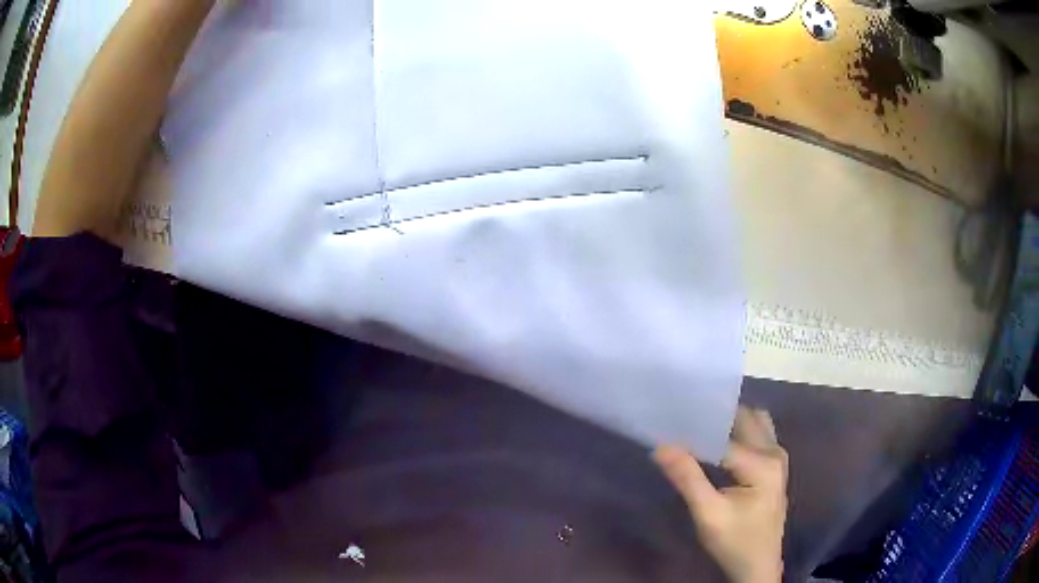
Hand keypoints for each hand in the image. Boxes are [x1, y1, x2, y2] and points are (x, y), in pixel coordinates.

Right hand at [654, 407, 787, 582]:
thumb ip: (688, 479)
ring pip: (753, 423)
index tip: (669, 425)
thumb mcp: (708, 515)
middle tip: (683, 418)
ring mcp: (777, 457)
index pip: (724, 437)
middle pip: (744, 420)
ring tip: (697, 428)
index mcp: (763, 463)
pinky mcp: (773, 466)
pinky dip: (737, 432)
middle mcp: (775, 452)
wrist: (758, 565)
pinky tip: (714, 444)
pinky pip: (757, 435)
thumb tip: (661, 446)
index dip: (696, 431)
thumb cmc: (735, 542)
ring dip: (728, 422)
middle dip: (715, 417)